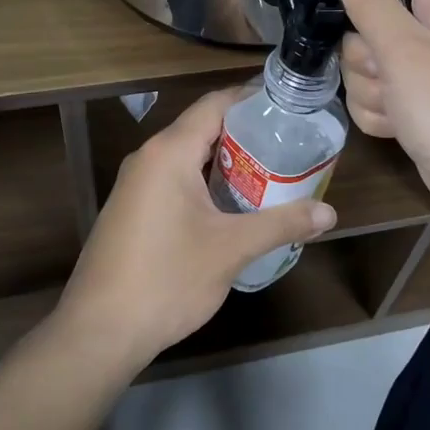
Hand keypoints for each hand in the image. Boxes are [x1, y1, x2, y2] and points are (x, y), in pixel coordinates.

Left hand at [55, 87, 336, 366]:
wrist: (100, 331)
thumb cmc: (168, 279)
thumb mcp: (232, 249)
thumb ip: (282, 224)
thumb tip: (330, 214)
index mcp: (169, 152)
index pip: (215, 104)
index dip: (252, 98)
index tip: (288, 105)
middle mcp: (148, 158)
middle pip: (202, 128)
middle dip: (246, 133)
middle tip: (290, 142)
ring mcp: (135, 185)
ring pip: (187, 157)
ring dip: (227, 161)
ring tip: (271, 171)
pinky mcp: (132, 210)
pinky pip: (174, 180)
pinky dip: (206, 182)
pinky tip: (233, 205)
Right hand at [319, 0, 429, 253]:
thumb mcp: (404, 50)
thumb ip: (367, 2)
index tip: (322, 4)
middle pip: (373, 13)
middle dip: (364, 50)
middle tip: (385, 71)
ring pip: (370, 59)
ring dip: (371, 87)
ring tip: (399, 108)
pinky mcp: (422, 101)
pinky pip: (381, 92)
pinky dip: (382, 111)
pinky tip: (398, 129)